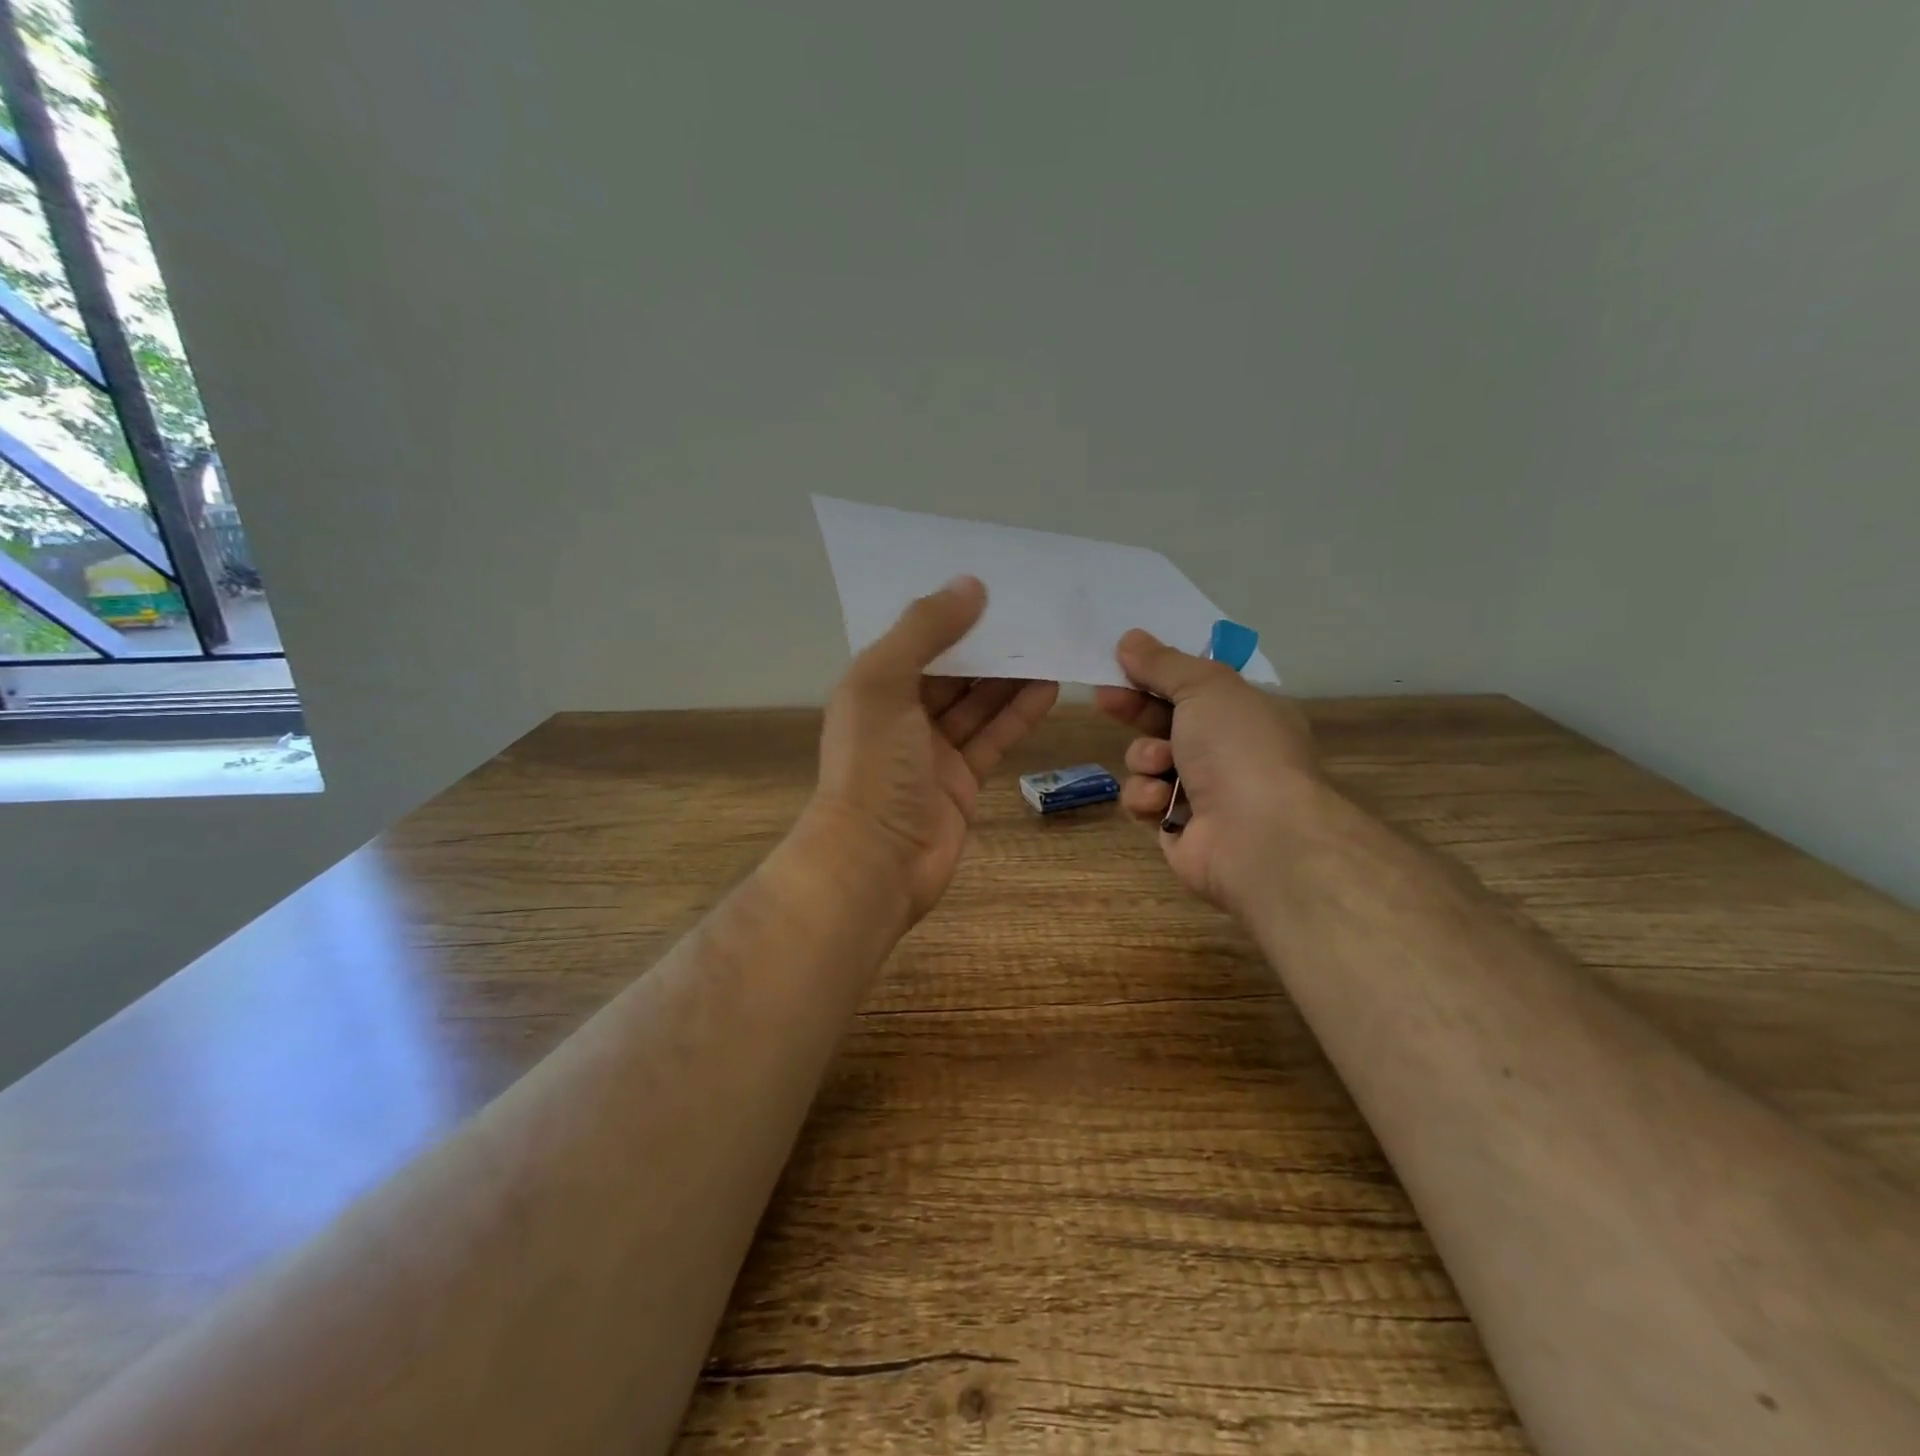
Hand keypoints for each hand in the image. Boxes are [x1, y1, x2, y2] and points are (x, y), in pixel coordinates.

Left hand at [807, 576, 1058, 924]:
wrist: (876, 860)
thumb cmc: (873, 764)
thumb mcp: (885, 682)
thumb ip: (924, 630)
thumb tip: (971, 584)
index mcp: (873, 686)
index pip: (915, 639)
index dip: (949, 613)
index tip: (991, 585)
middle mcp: (901, 715)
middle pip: (951, 670)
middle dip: (987, 643)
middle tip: (1033, 612)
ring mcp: (932, 751)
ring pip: (977, 702)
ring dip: (1010, 675)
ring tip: (1050, 643)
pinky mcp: (962, 780)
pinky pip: (993, 736)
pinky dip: (1018, 713)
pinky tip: (1050, 687)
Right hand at [1095, 629, 1322, 914]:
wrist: (1257, 837)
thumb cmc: (1239, 748)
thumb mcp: (1205, 687)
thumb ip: (1163, 663)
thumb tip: (1130, 638)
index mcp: (1247, 712)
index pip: (1196, 686)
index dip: (1157, 673)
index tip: (1121, 662)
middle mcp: (1228, 751)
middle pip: (1166, 721)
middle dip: (1135, 710)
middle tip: (1104, 699)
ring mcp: (1204, 792)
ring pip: (1148, 762)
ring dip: (1145, 758)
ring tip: (1160, 765)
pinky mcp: (1178, 827)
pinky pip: (1144, 800)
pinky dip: (1147, 797)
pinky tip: (1161, 801)